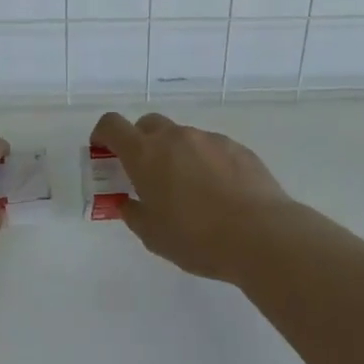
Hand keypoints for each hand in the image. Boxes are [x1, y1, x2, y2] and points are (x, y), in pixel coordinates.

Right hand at [89, 112, 297, 282]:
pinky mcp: (237, 147)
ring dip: (176, 154)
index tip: (103, 151)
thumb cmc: (197, 238)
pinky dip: (205, 162)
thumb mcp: (154, 235)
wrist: (261, 234)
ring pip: (182, 137)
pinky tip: (218, 192)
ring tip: (188, 190)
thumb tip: (128, 203)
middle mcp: (176, 137)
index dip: (103, 134)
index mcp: (146, 154)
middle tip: (145, 174)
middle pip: (148, 124)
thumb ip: (134, 214)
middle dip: (140, 142)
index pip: (113, 125)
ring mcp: (209, 139)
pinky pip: (211, 148)